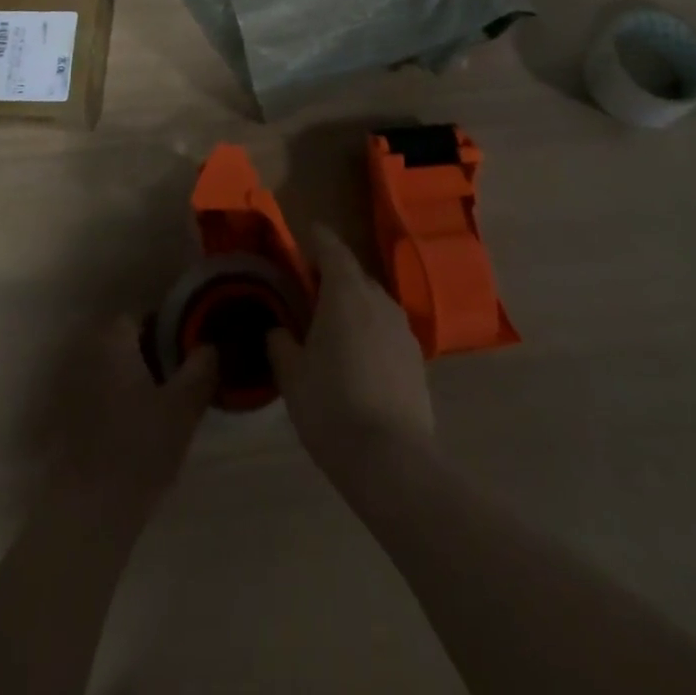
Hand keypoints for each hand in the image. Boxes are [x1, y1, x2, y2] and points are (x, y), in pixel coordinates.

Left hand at [48, 317, 216, 522]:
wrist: (88, 512)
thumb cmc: (139, 447)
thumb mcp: (184, 406)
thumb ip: (200, 369)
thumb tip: (209, 346)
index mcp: (113, 344)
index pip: (136, 316)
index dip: (162, 327)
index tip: (184, 347)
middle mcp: (88, 358)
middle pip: (122, 344)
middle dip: (149, 354)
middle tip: (178, 376)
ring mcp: (73, 391)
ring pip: (111, 372)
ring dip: (133, 381)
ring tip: (163, 405)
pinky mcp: (68, 424)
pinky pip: (99, 399)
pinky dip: (118, 405)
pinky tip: (138, 430)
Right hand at [267, 227, 434, 480]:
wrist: (392, 460)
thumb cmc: (332, 407)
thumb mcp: (292, 375)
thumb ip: (281, 344)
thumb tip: (279, 331)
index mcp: (346, 293)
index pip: (332, 248)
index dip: (317, 238)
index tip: (305, 234)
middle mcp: (379, 300)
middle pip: (353, 274)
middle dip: (332, 275)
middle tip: (308, 290)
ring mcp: (403, 329)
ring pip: (373, 303)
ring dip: (352, 304)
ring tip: (331, 326)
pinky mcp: (416, 358)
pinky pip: (386, 329)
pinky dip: (370, 331)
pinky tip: (357, 358)